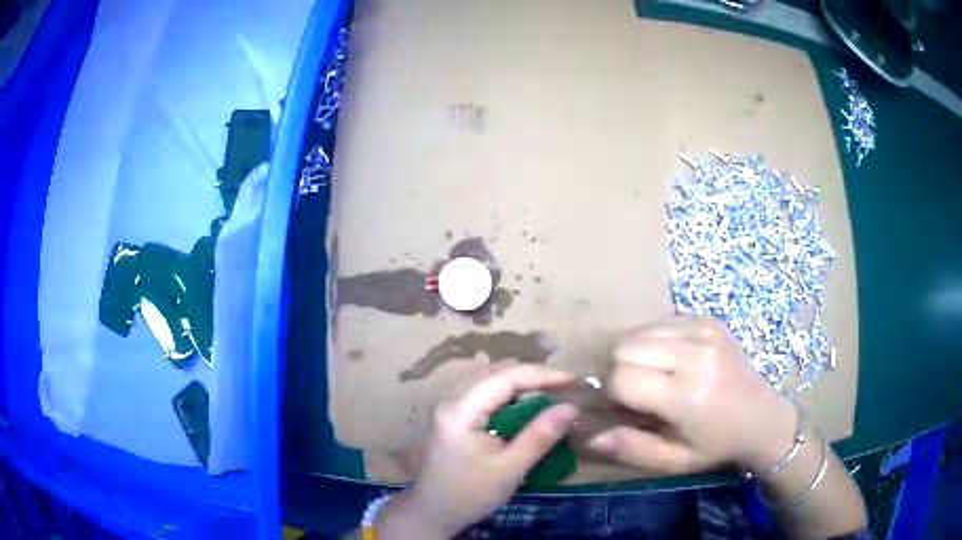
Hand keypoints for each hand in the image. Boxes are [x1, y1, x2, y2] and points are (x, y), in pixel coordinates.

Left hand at [378, 365, 577, 537]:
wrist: (432, 512)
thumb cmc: (469, 495)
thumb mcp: (509, 470)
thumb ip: (539, 437)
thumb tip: (571, 408)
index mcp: (460, 411)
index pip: (504, 378)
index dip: (541, 375)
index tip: (572, 381)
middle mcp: (451, 401)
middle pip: (496, 375)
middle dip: (533, 377)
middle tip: (565, 387)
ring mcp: (450, 409)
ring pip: (490, 383)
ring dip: (522, 385)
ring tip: (552, 392)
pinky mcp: (454, 418)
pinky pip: (486, 397)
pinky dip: (510, 398)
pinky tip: (527, 407)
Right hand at [587, 316, 797, 473]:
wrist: (761, 417)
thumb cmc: (715, 445)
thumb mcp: (672, 461)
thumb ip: (628, 447)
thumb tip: (584, 434)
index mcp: (688, 396)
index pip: (622, 378)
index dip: (611, 394)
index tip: (622, 408)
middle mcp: (696, 355)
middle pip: (624, 346)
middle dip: (617, 370)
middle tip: (634, 391)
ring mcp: (704, 331)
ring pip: (637, 331)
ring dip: (633, 354)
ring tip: (653, 376)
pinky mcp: (707, 320)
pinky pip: (658, 322)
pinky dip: (651, 342)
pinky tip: (669, 361)